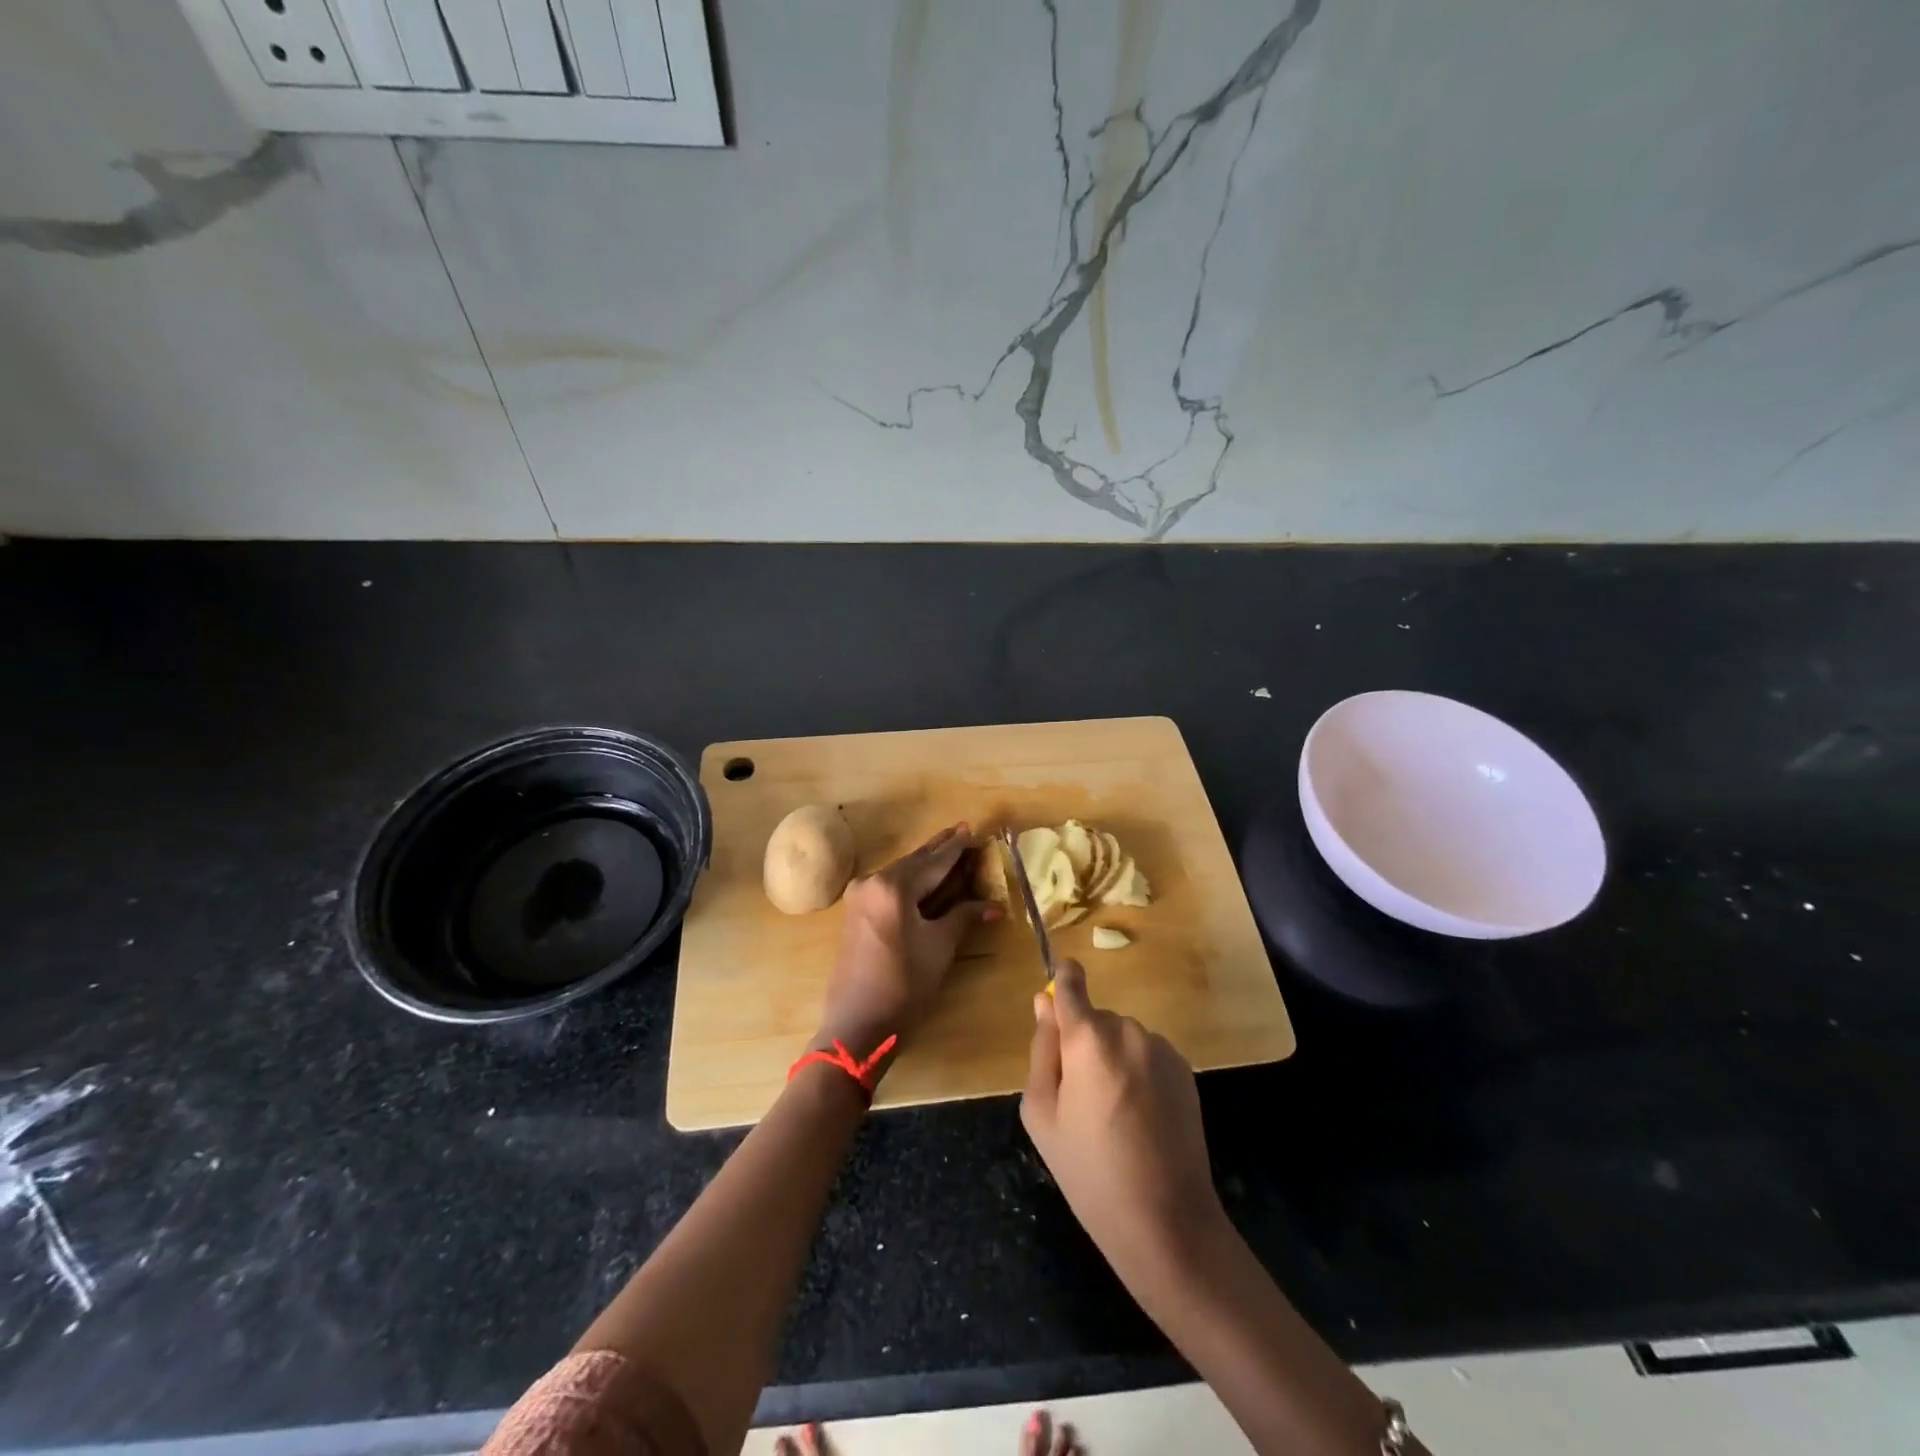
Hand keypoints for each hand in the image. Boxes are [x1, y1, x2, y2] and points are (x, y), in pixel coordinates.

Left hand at [815, 824, 997, 1060]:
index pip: (934, 861)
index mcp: (894, 886)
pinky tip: (925, 877)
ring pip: (901, 872)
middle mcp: (873, 882)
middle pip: (915, 861)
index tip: (973, 830)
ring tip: (949, 850)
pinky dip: (911, 880)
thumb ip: (964, 917)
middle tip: (963, 830)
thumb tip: (993, 905)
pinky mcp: (856, 911)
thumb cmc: (904, 985)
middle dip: (940, 849)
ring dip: (926, 864)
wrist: (857, 1025)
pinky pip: (889, 885)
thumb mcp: (939, 947)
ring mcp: (860, 896)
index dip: (957, 848)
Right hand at [1021, 960, 1223, 1282]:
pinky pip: (1148, 1055)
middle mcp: (1128, 1030)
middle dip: (1084, 1044)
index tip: (1058, 987)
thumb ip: (1042, 1049)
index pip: (1071, 984)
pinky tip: (1141, 1118)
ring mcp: (1161, 1049)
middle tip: (1080, 1098)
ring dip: (1113, 1059)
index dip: (1063, 981)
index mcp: (1088, 1039)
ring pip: (1122, 1038)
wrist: (1166, 1221)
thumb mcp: (1042, 1113)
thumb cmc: (1089, 1171)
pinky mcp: (1185, 1070)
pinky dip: (1139, 1073)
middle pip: (1095, 1020)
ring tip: (1114, 1115)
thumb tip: (1043, 1002)